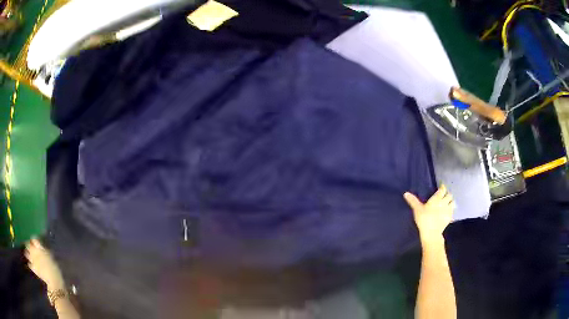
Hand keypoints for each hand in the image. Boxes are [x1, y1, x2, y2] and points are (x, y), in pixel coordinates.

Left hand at [25, 238, 65, 290]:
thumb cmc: (54, 267)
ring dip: (27, 252)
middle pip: (27, 244)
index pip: (32, 238)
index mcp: (37, 247)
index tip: (33, 239)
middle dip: (28, 244)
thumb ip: (43, 248)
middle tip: (29, 245)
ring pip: (26, 253)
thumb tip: (38, 242)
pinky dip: (29, 263)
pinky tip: (30, 264)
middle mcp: (33, 251)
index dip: (32, 238)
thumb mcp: (50, 255)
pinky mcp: (33, 268)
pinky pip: (29, 264)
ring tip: (27, 253)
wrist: (54, 282)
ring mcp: (32, 260)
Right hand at [404, 185, 454, 244]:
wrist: (431, 233)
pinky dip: (451, 211)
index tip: (441, 187)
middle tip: (444, 196)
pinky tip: (447, 213)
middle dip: (447, 195)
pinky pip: (452, 212)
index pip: (443, 190)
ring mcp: (448, 210)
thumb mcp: (417, 209)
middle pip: (449, 195)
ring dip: (451, 202)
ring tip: (447, 203)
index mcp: (437, 199)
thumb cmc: (424, 219)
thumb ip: (413, 201)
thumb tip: (406, 193)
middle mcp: (444, 202)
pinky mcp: (450, 218)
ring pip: (453, 202)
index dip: (442, 187)